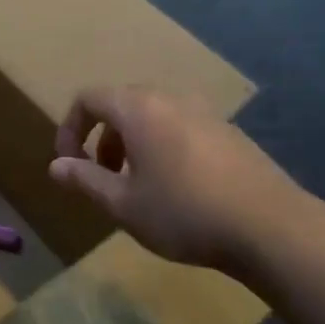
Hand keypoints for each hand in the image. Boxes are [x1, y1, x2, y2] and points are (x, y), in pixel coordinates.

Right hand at [47, 86, 297, 273]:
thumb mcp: (124, 204)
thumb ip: (85, 180)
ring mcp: (204, 111)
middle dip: (102, 138)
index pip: (89, 98)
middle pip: (122, 104)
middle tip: (102, 177)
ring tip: (137, 186)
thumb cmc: (184, 213)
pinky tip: (178, 188)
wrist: (269, 226)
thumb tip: (56, 166)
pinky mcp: (228, 130)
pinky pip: (181, 127)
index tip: (69, 164)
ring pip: (153, 116)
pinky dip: (163, 146)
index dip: (70, 128)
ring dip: (133, 143)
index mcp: (139, 108)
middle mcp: (171, 98)